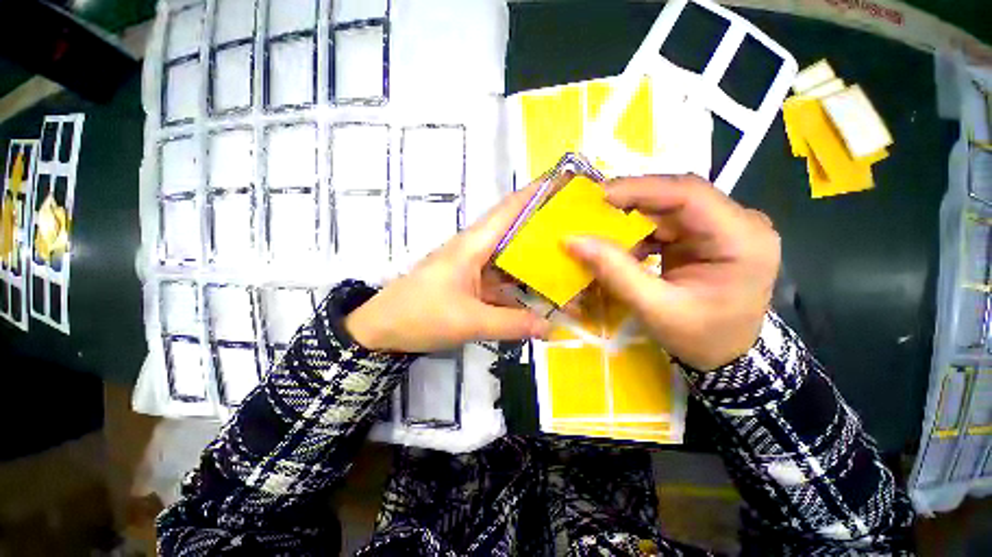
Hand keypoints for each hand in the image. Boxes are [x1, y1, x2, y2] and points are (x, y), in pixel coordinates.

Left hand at [345, 185, 551, 352]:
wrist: (381, 330)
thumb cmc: (420, 316)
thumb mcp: (469, 322)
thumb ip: (512, 324)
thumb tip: (550, 327)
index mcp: (473, 244)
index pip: (509, 209)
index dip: (537, 192)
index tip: (567, 182)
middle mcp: (475, 248)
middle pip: (514, 230)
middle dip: (544, 225)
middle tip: (578, 227)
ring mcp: (473, 266)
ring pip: (510, 256)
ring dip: (534, 258)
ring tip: (568, 259)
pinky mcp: (471, 282)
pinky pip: (502, 278)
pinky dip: (520, 283)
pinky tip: (540, 291)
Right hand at [565, 175, 779, 369]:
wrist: (727, 356)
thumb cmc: (700, 338)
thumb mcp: (655, 308)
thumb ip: (615, 272)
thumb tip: (573, 240)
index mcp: (742, 238)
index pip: (689, 193)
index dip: (640, 189)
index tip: (598, 195)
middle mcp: (738, 223)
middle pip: (676, 196)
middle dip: (630, 202)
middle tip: (590, 209)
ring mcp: (722, 227)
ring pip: (667, 207)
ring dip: (631, 217)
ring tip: (598, 227)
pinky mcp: (705, 235)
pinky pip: (665, 222)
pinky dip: (638, 231)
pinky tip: (619, 245)